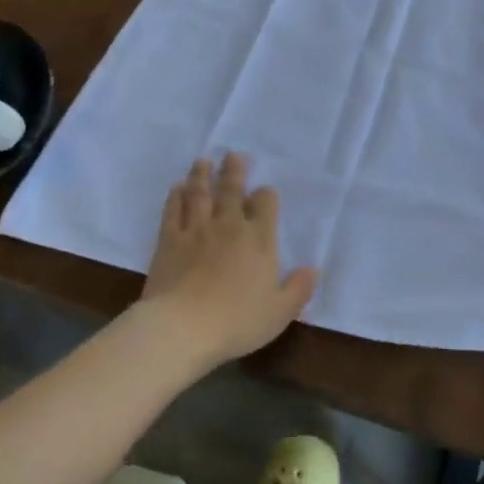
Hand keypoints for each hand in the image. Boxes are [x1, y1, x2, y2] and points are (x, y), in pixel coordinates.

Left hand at [137, 153, 317, 368]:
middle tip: (232, 155)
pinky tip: (176, 188)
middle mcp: (229, 226)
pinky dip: (175, 197)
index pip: (265, 204)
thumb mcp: (279, 312)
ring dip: (202, 175)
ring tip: (203, 161)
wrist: (182, 328)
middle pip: (232, 189)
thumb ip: (299, 289)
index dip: (266, 196)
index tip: (264, 193)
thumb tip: (313, 269)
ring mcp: (196, 230)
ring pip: (200, 193)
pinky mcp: (169, 240)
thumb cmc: (237, 321)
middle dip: (234, 170)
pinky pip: (173, 211)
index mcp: (259, 239)